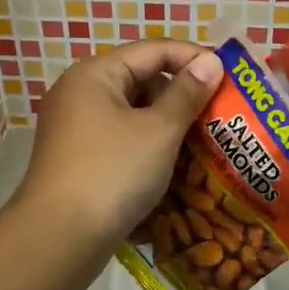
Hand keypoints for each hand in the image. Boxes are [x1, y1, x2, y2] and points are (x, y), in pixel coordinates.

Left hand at [17, 40, 222, 246]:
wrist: (58, 239)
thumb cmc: (113, 173)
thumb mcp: (159, 130)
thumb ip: (187, 93)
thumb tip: (211, 61)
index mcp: (95, 74)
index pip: (154, 50)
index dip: (194, 57)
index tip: (230, 74)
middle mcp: (80, 93)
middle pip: (141, 78)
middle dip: (182, 92)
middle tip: (220, 110)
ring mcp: (75, 127)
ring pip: (133, 111)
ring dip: (168, 121)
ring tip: (205, 138)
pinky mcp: (78, 158)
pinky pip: (121, 137)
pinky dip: (149, 143)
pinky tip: (175, 162)